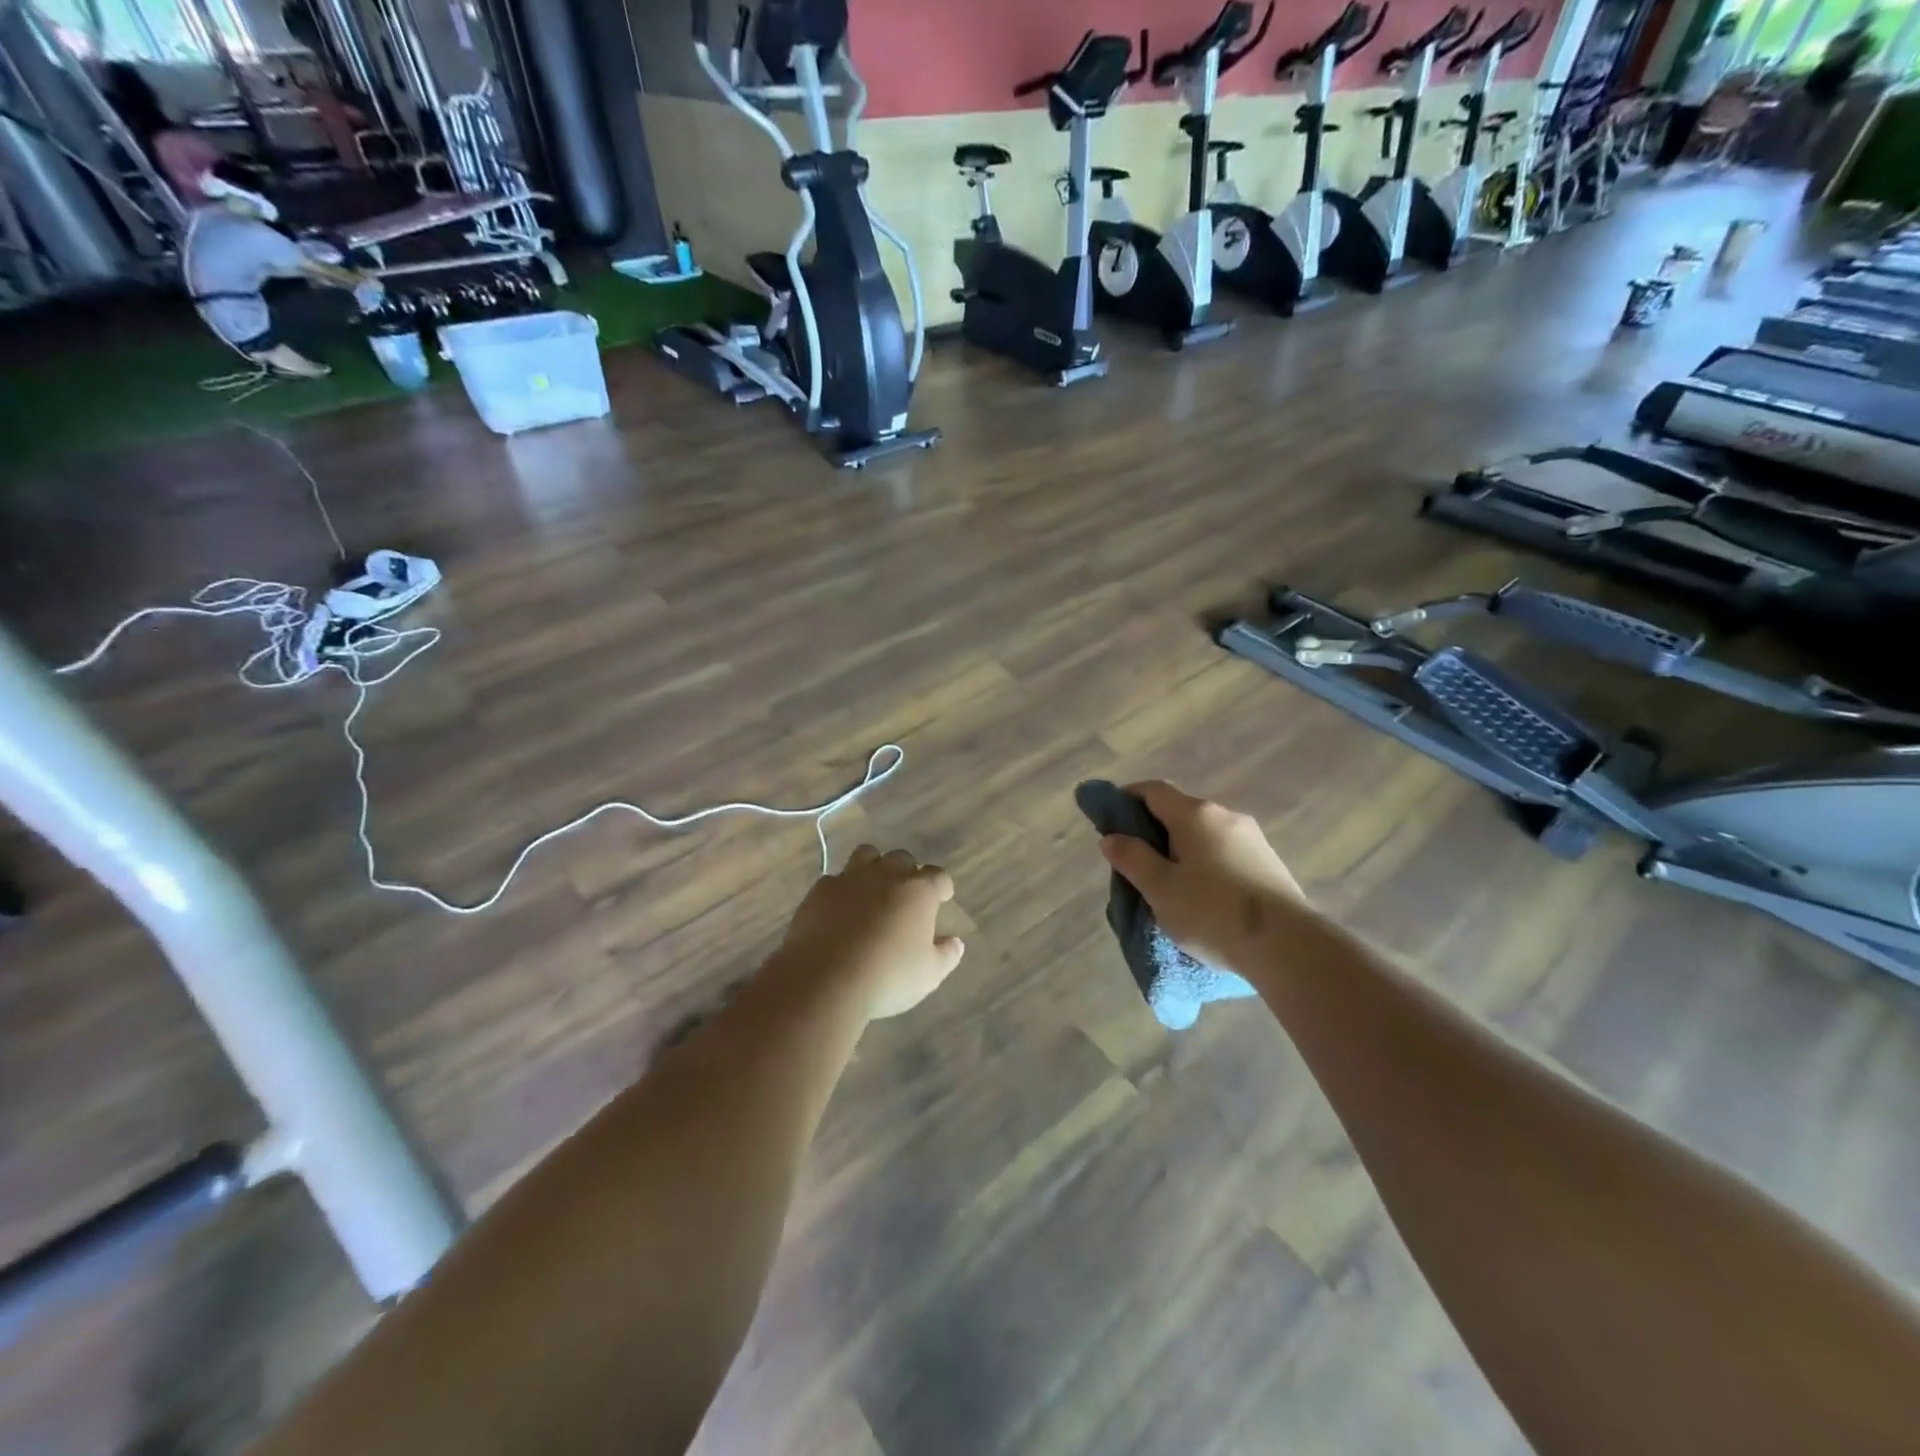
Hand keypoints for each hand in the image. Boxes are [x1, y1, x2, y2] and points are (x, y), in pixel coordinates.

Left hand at [773, 847, 964, 1020]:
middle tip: (904, 897)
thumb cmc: (887, 977)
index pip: (938, 876)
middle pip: (902, 858)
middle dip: (906, 873)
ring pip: (867, 855)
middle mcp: (887, 875)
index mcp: (919, 892)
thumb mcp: (928, 975)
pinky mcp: (820, 889)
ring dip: (873, 867)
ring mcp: (850, 878)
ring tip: (871, 890)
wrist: (825, 979)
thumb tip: (955, 943)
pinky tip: (838, 909)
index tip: (941, 898)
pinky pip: (835, 879)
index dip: (941, 887)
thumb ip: (946, 955)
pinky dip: (841, 889)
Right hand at [1098, 781, 1307, 971]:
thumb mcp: (1160, 889)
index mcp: (1195, 814)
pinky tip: (1203, 895)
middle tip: (1135, 863)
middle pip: (1179, 812)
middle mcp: (1225, 816)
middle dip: (1153, 831)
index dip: (1126, 799)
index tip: (1109, 820)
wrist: (1287, 946)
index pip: (1152, 790)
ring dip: (1181, 850)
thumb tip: (1112, 837)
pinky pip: (1224, 853)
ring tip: (1169, 885)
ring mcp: (1252, 838)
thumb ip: (1132, 858)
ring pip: (1203, 835)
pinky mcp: (1268, 863)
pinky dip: (1205, 864)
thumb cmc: (1212, 912)